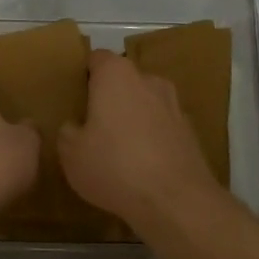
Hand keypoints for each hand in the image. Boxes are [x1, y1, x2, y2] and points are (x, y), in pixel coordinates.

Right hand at [59, 50, 220, 229]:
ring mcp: (174, 105)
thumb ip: (68, 132)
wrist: (174, 200)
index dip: (84, 73)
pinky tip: (141, 164)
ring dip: (133, 117)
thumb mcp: (71, 153)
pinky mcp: (190, 132)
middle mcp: (149, 80)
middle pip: (124, 80)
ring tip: (117, 146)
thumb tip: (74, 126)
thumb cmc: (114, 166)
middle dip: (109, 96)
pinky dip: (151, 138)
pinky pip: (162, 127)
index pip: (97, 58)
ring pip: (146, 103)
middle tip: (91, 123)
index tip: (74, 94)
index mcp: (117, 75)